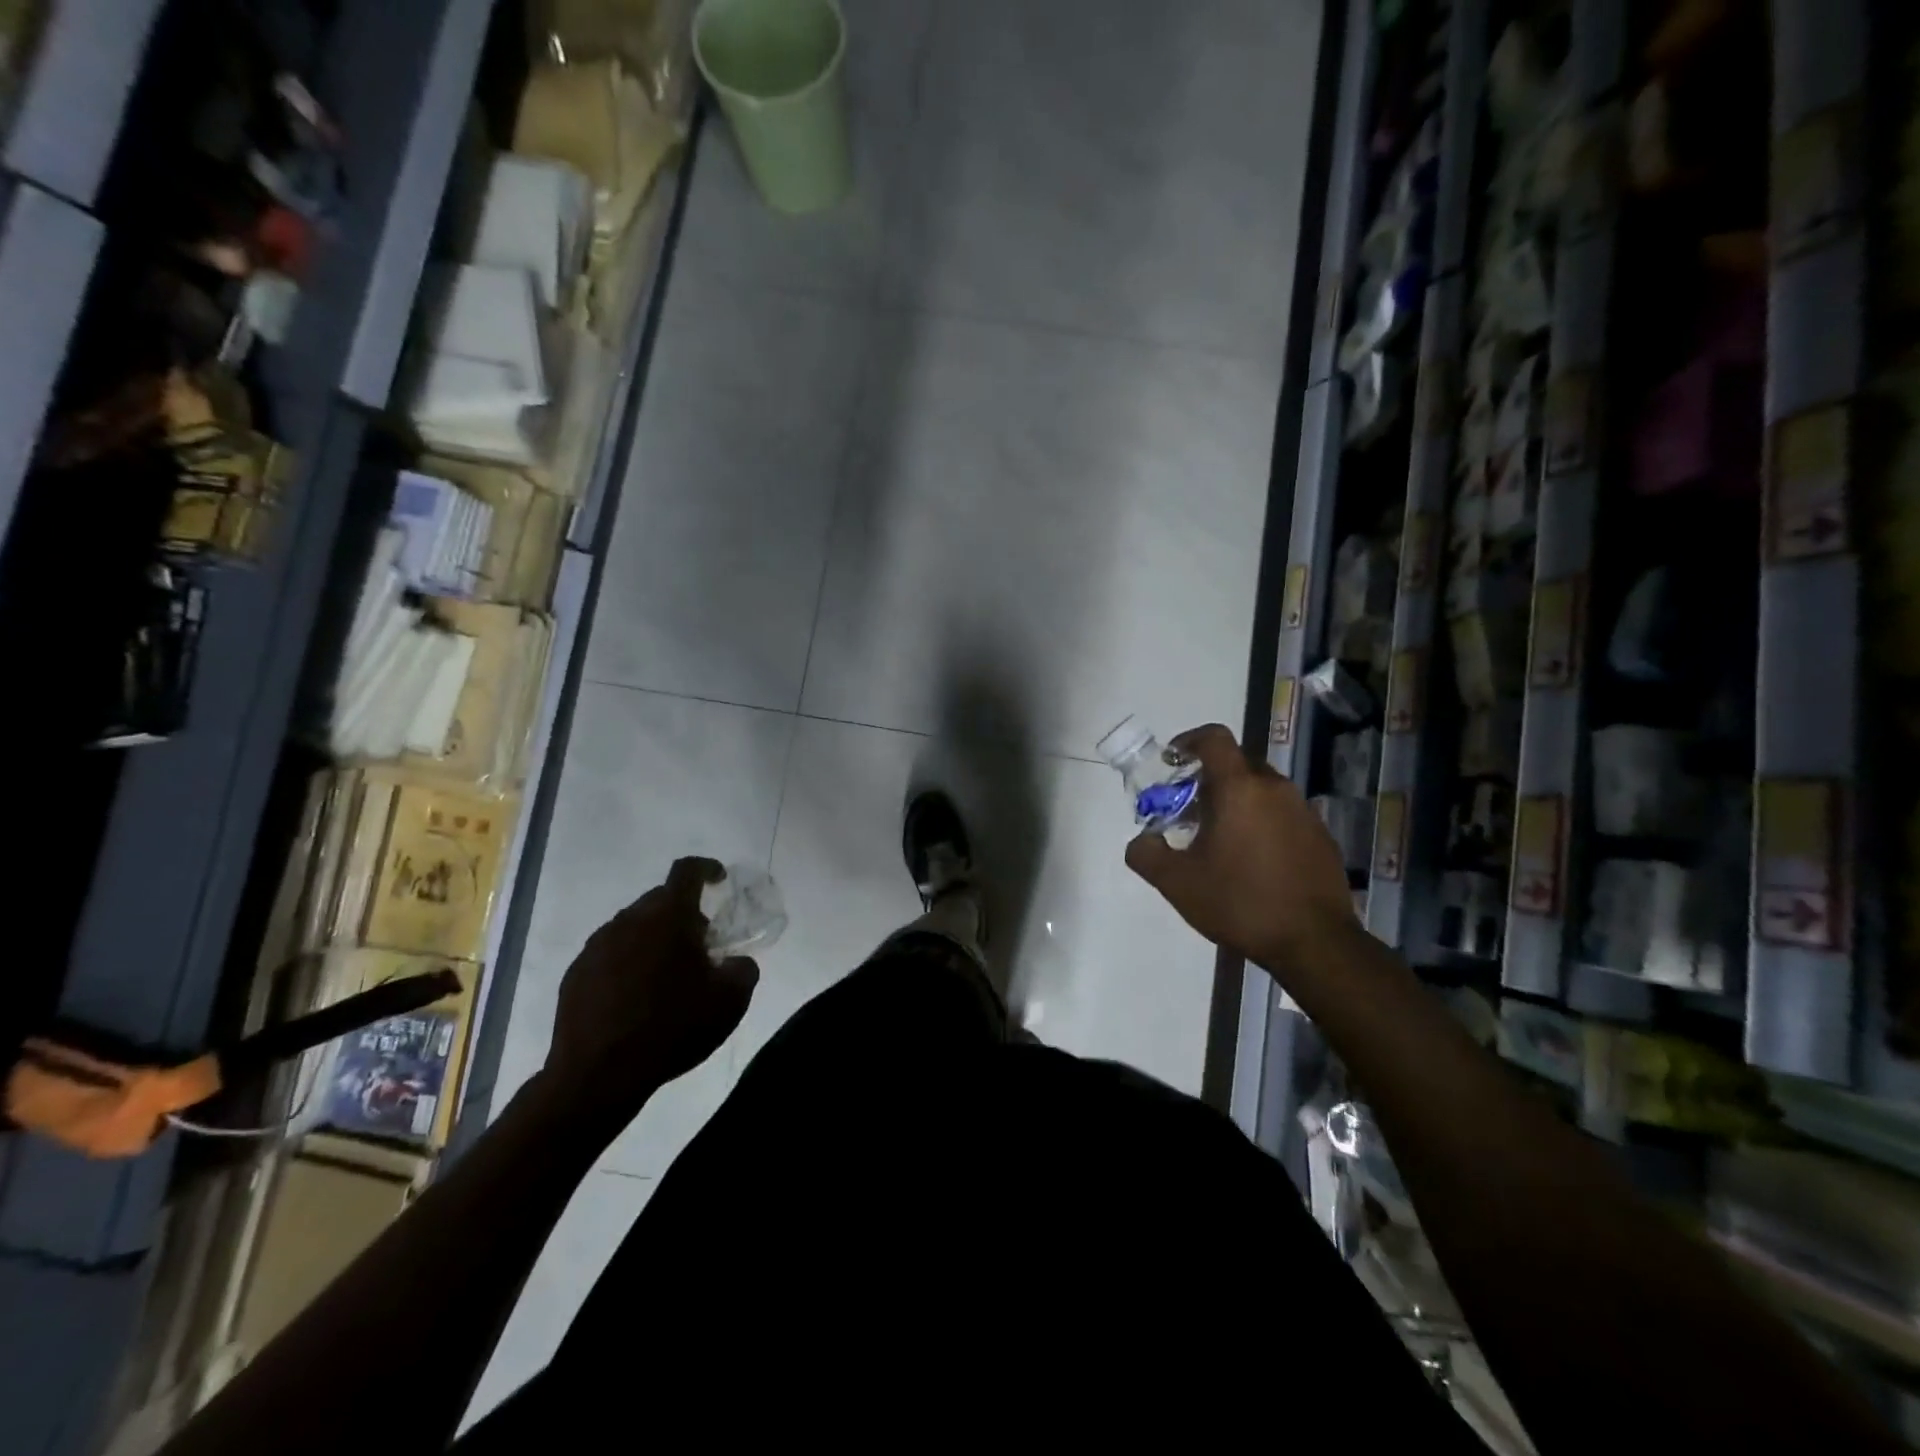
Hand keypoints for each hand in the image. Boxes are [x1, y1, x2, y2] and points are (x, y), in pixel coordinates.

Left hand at [539, 857, 758, 1126]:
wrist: (597, 1076)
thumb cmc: (672, 1027)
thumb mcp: (730, 1001)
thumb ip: (743, 969)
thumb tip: (735, 961)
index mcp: (668, 916)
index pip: (687, 871)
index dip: (707, 869)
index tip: (719, 879)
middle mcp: (628, 920)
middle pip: (660, 900)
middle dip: (683, 913)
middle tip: (700, 944)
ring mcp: (596, 946)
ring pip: (633, 926)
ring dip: (654, 938)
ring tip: (667, 975)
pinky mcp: (575, 973)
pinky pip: (610, 953)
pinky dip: (628, 962)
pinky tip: (636, 997)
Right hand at [1124, 723, 1356, 973]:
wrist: (1314, 942)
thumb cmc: (1240, 902)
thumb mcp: (1177, 883)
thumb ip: (1147, 854)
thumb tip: (1140, 841)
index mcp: (1239, 788)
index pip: (1214, 739)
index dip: (1189, 741)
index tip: (1172, 760)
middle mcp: (1275, 789)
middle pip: (1237, 764)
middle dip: (1208, 778)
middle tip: (1188, 809)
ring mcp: (1303, 811)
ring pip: (1261, 790)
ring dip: (1236, 801)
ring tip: (1217, 838)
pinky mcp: (1321, 836)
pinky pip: (1282, 814)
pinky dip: (1261, 822)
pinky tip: (1251, 860)